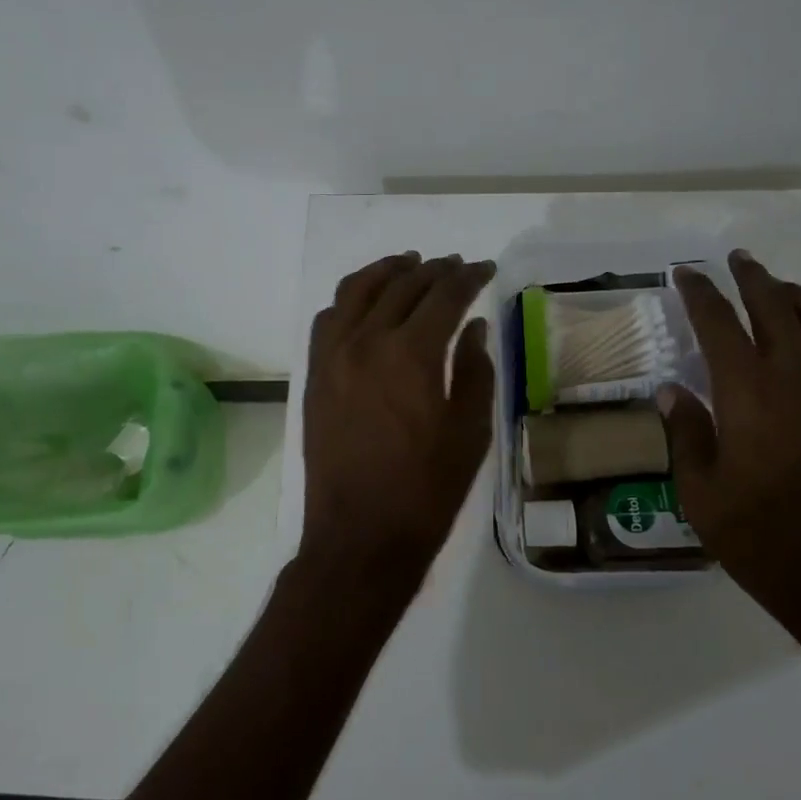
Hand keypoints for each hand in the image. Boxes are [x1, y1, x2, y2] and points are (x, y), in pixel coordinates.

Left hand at [298, 252, 497, 613]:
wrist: (360, 535)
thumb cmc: (426, 490)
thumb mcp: (470, 432)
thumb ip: (474, 370)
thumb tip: (473, 327)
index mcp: (412, 354)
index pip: (445, 295)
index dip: (469, 277)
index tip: (486, 268)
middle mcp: (367, 341)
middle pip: (402, 286)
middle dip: (434, 270)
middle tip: (456, 266)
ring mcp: (333, 356)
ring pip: (357, 291)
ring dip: (387, 271)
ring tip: (409, 264)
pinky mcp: (314, 375)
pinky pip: (328, 319)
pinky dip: (350, 299)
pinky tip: (366, 303)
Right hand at [658, 251, 800, 635]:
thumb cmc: (761, 538)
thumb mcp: (700, 491)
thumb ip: (685, 432)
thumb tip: (672, 390)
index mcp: (749, 391)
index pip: (719, 322)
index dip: (698, 292)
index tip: (683, 274)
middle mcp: (795, 376)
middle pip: (775, 305)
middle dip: (750, 277)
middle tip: (733, 260)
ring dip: (790, 293)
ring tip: (772, 284)